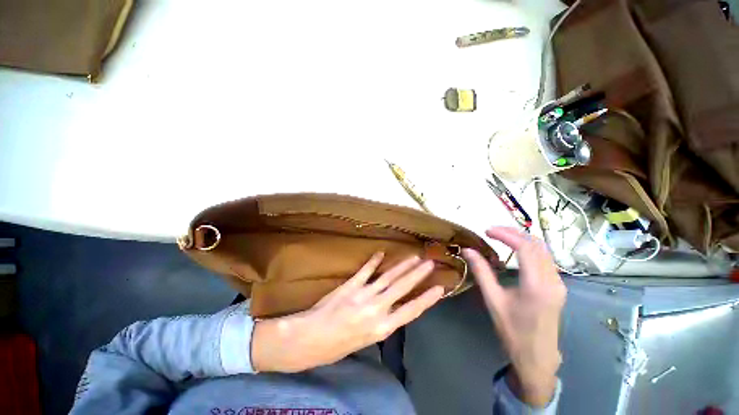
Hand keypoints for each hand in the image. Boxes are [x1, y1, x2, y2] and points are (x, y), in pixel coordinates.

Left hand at [251, 253, 443, 372]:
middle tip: (430, 263)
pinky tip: (381, 253)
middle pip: (402, 288)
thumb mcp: (364, 340)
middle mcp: (376, 309)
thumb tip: (390, 308)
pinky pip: (365, 271)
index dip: (426, 299)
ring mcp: (363, 295)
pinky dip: (373, 262)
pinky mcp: (351, 285)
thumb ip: (379, 323)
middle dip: (418, 275)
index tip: (440, 288)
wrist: (309, 339)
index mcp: (382, 328)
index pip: (411, 311)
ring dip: (402, 266)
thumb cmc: (336, 346)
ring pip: (388, 277)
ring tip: (413, 257)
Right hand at [462, 227, 565, 407]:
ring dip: (523, 239)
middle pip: (537, 245)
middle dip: (514, 233)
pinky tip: (515, 251)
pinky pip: (546, 258)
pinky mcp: (558, 286)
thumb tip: (467, 250)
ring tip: (501, 237)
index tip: (487, 231)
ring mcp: (559, 283)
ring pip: (544, 250)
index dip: (506, 235)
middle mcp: (553, 280)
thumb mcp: (493, 300)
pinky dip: (530, 248)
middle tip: (493, 231)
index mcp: (537, 285)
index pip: (525, 248)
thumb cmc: (513, 330)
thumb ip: (481, 272)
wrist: (537, 356)